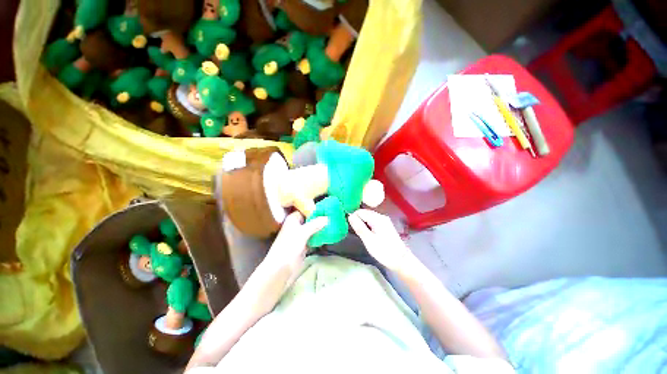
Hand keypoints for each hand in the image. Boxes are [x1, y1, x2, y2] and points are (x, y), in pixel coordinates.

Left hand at [262, 211, 327, 285]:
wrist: (281, 268)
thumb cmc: (289, 246)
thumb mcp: (303, 233)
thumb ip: (315, 224)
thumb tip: (327, 218)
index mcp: (293, 219)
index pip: (306, 210)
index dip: (316, 209)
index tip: (328, 208)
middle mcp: (297, 225)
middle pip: (310, 219)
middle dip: (320, 219)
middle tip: (333, 216)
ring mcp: (300, 236)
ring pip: (312, 229)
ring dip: (321, 228)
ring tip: (333, 224)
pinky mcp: (303, 245)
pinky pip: (313, 238)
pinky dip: (319, 237)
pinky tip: (329, 235)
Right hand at [348, 209, 417, 273]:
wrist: (401, 260)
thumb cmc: (384, 251)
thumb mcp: (368, 240)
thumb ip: (359, 227)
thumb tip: (350, 216)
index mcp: (377, 218)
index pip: (360, 211)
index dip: (353, 218)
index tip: (351, 228)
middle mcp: (381, 216)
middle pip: (365, 213)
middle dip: (358, 220)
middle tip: (356, 232)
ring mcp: (384, 220)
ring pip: (368, 217)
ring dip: (363, 223)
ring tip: (361, 234)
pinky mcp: (386, 225)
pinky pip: (373, 221)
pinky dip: (368, 225)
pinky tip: (368, 234)